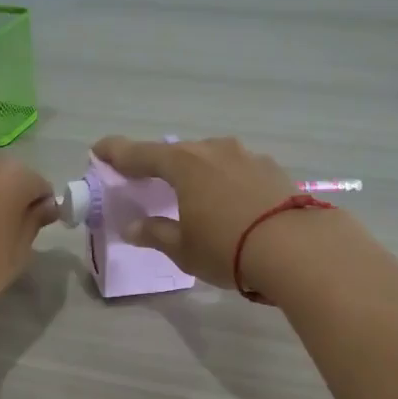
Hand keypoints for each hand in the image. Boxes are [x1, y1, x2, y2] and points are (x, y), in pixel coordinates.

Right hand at [93, 135, 319, 293]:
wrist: (298, 248)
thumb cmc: (228, 248)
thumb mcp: (184, 249)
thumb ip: (156, 234)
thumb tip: (133, 227)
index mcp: (184, 164)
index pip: (140, 153)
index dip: (117, 152)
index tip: (99, 149)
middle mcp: (214, 150)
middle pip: (178, 153)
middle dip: (160, 165)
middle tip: (147, 179)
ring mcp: (248, 156)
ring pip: (212, 159)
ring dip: (198, 173)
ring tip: (194, 194)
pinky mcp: (274, 169)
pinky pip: (238, 170)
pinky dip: (226, 181)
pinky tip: (231, 202)